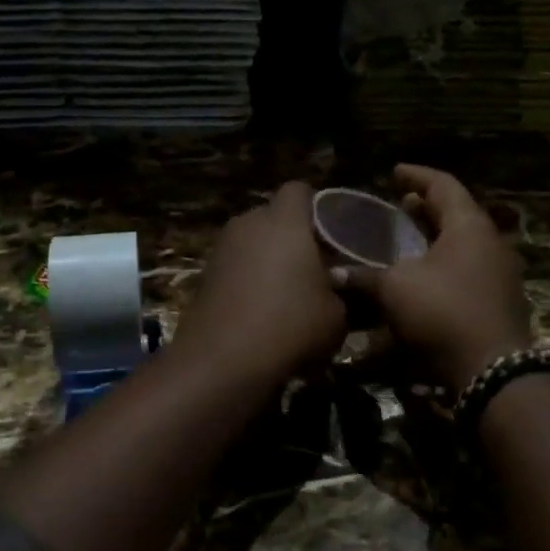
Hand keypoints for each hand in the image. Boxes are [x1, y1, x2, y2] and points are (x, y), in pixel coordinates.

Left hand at [173, 181, 347, 383]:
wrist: (223, 361)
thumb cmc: (291, 325)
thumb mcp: (337, 314)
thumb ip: (344, 291)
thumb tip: (343, 286)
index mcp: (284, 220)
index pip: (299, 189)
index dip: (317, 205)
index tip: (333, 231)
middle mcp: (248, 223)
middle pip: (273, 215)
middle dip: (293, 234)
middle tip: (315, 264)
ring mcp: (222, 248)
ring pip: (252, 241)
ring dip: (269, 258)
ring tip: (289, 291)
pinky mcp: (205, 275)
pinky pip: (236, 265)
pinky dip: (249, 279)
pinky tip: (263, 309)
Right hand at [335, 164, 532, 390]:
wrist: (492, 372)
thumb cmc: (443, 313)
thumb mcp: (395, 289)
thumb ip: (364, 277)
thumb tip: (334, 275)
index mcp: (469, 226)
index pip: (443, 185)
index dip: (415, 175)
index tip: (393, 172)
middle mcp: (490, 243)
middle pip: (455, 214)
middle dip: (424, 208)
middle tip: (397, 206)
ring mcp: (498, 274)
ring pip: (461, 245)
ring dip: (432, 240)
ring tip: (404, 243)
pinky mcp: (497, 302)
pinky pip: (465, 272)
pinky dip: (441, 267)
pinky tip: (419, 281)